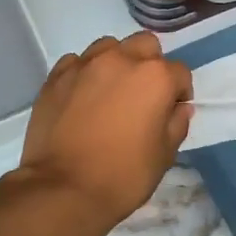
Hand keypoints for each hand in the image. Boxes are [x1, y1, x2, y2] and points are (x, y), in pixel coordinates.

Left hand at [18, 31, 192, 229]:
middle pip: (145, 46)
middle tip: (142, 97)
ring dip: (116, 64)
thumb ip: (176, 124)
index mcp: (155, 77)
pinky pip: (77, 63)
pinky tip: (82, 98)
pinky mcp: (55, 76)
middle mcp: (121, 60)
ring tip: (110, 93)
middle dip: (150, 65)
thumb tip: (179, 108)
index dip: (179, 94)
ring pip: (109, 47)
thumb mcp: (164, 156)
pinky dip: (85, 74)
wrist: (63, 189)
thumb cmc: (123, 176)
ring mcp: (85, 65)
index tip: (171, 113)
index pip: (179, 73)